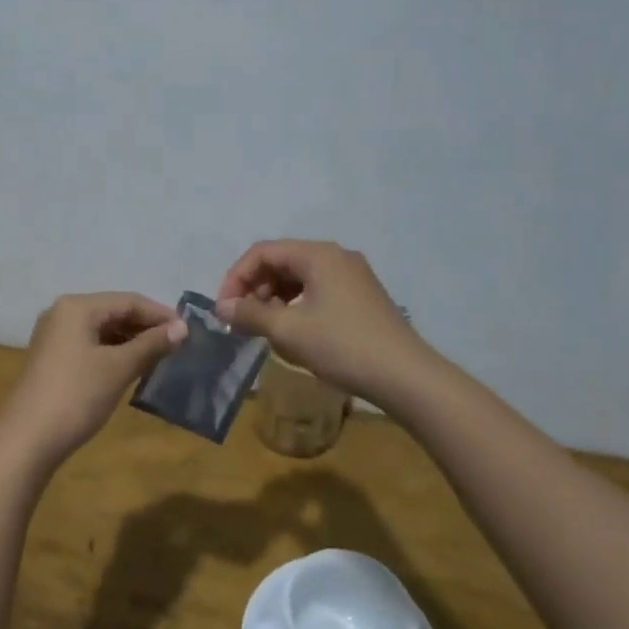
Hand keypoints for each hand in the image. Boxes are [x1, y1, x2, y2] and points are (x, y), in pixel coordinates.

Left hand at [1, 293, 185, 464]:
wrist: (26, 440)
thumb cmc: (76, 396)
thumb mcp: (118, 368)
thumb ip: (151, 344)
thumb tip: (183, 327)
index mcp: (77, 307)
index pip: (128, 300)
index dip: (160, 314)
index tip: (189, 332)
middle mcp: (63, 313)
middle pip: (114, 311)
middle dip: (146, 327)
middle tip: (178, 346)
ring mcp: (55, 336)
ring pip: (102, 329)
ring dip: (131, 341)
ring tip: (160, 358)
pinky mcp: (53, 358)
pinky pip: (91, 345)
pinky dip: (114, 352)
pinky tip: (132, 368)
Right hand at [216, 241, 433, 405]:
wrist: (406, 376)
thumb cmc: (342, 346)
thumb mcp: (289, 330)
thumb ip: (250, 314)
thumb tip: (223, 307)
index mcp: (318, 254)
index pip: (263, 252)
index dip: (236, 277)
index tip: (224, 309)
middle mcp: (336, 256)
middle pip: (281, 261)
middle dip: (255, 288)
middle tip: (241, 321)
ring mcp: (352, 276)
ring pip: (299, 277)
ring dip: (274, 299)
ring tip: (264, 329)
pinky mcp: (361, 297)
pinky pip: (317, 290)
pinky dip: (296, 305)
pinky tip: (292, 332)